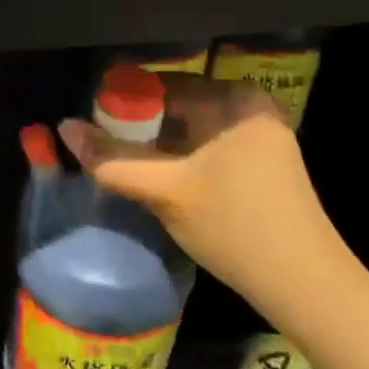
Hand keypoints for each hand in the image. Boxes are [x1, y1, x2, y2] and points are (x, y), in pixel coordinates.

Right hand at [57, 76, 357, 325]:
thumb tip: (64, 128)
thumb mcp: (164, 190)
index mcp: (235, 100)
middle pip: (176, 106)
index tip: (89, 118)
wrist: (305, 284)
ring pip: (190, 130)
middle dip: (136, 125)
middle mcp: (250, 109)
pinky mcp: (261, 165)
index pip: (163, 84)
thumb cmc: (234, 226)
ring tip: (117, 159)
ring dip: (155, 145)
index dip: (122, 99)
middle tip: (98, 143)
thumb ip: (111, 159)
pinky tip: (154, 176)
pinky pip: (206, 147)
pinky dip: (178, 158)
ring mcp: (259, 137)